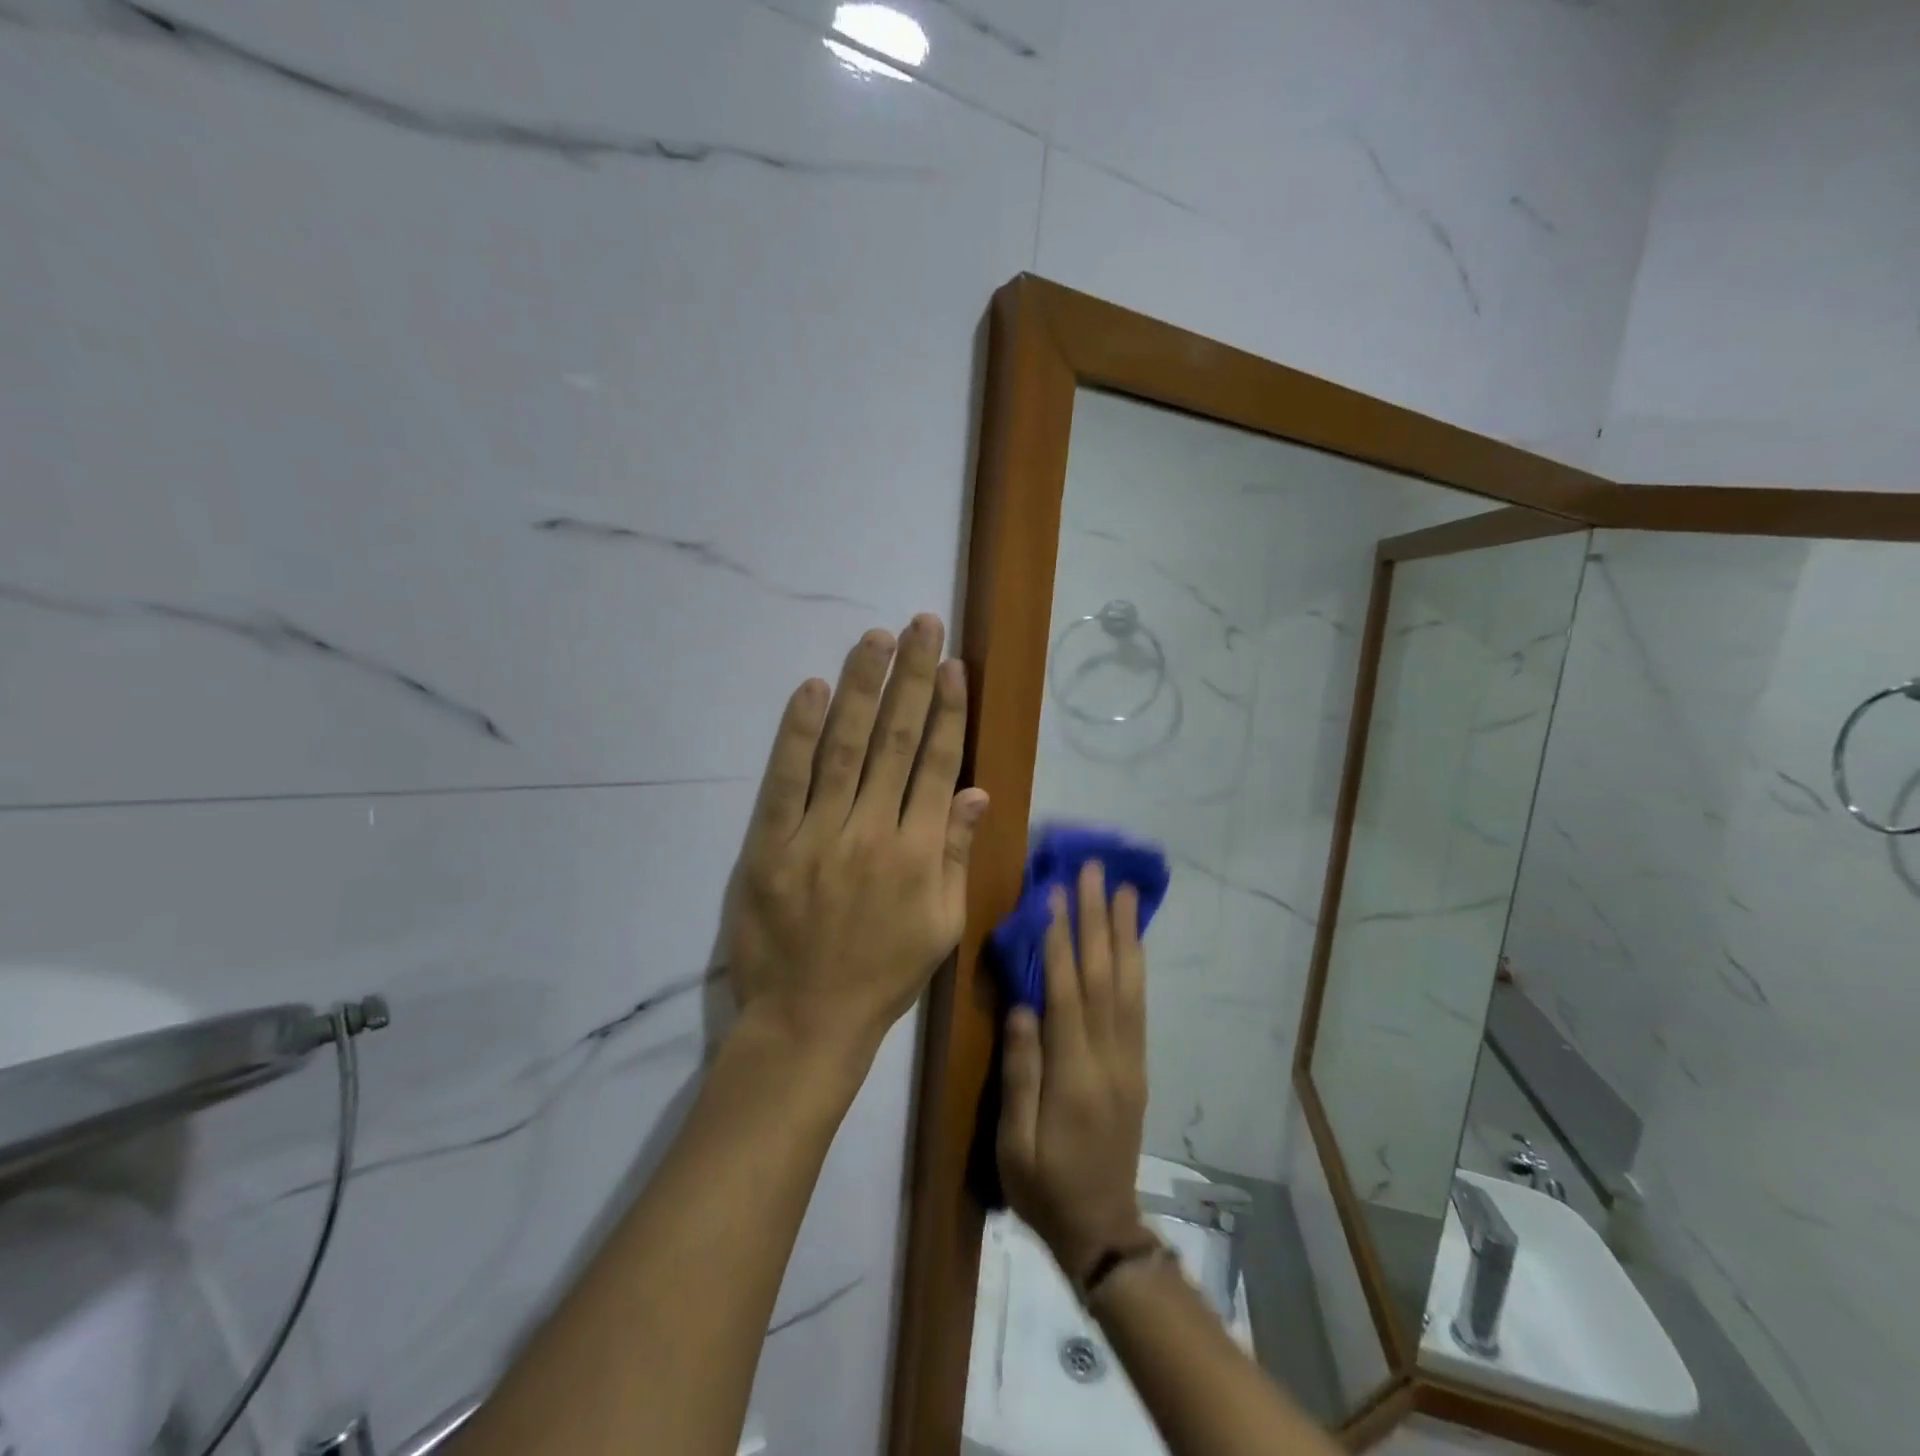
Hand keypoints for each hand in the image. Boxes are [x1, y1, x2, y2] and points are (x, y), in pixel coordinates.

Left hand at [723, 615, 989, 1060]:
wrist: (808, 1020)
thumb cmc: (883, 974)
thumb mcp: (942, 926)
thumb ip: (958, 855)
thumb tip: (976, 791)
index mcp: (920, 853)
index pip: (937, 764)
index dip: (948, 711)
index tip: (954, 666)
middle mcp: (873, 832)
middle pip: (897, 741)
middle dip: (913, 678)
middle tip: (921, 625)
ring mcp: (818, 835)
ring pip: (845, 748)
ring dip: (863, 688)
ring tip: (876, 638)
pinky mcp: (770, 845)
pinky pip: (786, 779)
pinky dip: (799, 732)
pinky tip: (814, 690)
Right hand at [997, 861, 1151, 1282]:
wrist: (1102, 1230)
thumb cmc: (1044, 1187)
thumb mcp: (1014, 1142)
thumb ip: (1021, 1072)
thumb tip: (1023, 1006)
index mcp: (1074, 1076)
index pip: (1067, 994)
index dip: (1060, 940)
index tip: (1054, 894)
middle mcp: (1110, 1058)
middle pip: (1103, 977)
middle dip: (1096, 919)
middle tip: (1093, 871)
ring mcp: (1130, 1060)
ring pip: (1128, 985)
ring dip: (1123, 933)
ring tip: (1121, 891)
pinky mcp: (1137, 1066)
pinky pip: (1138, 1006)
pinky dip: (1135, 965)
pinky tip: (1131, 940)